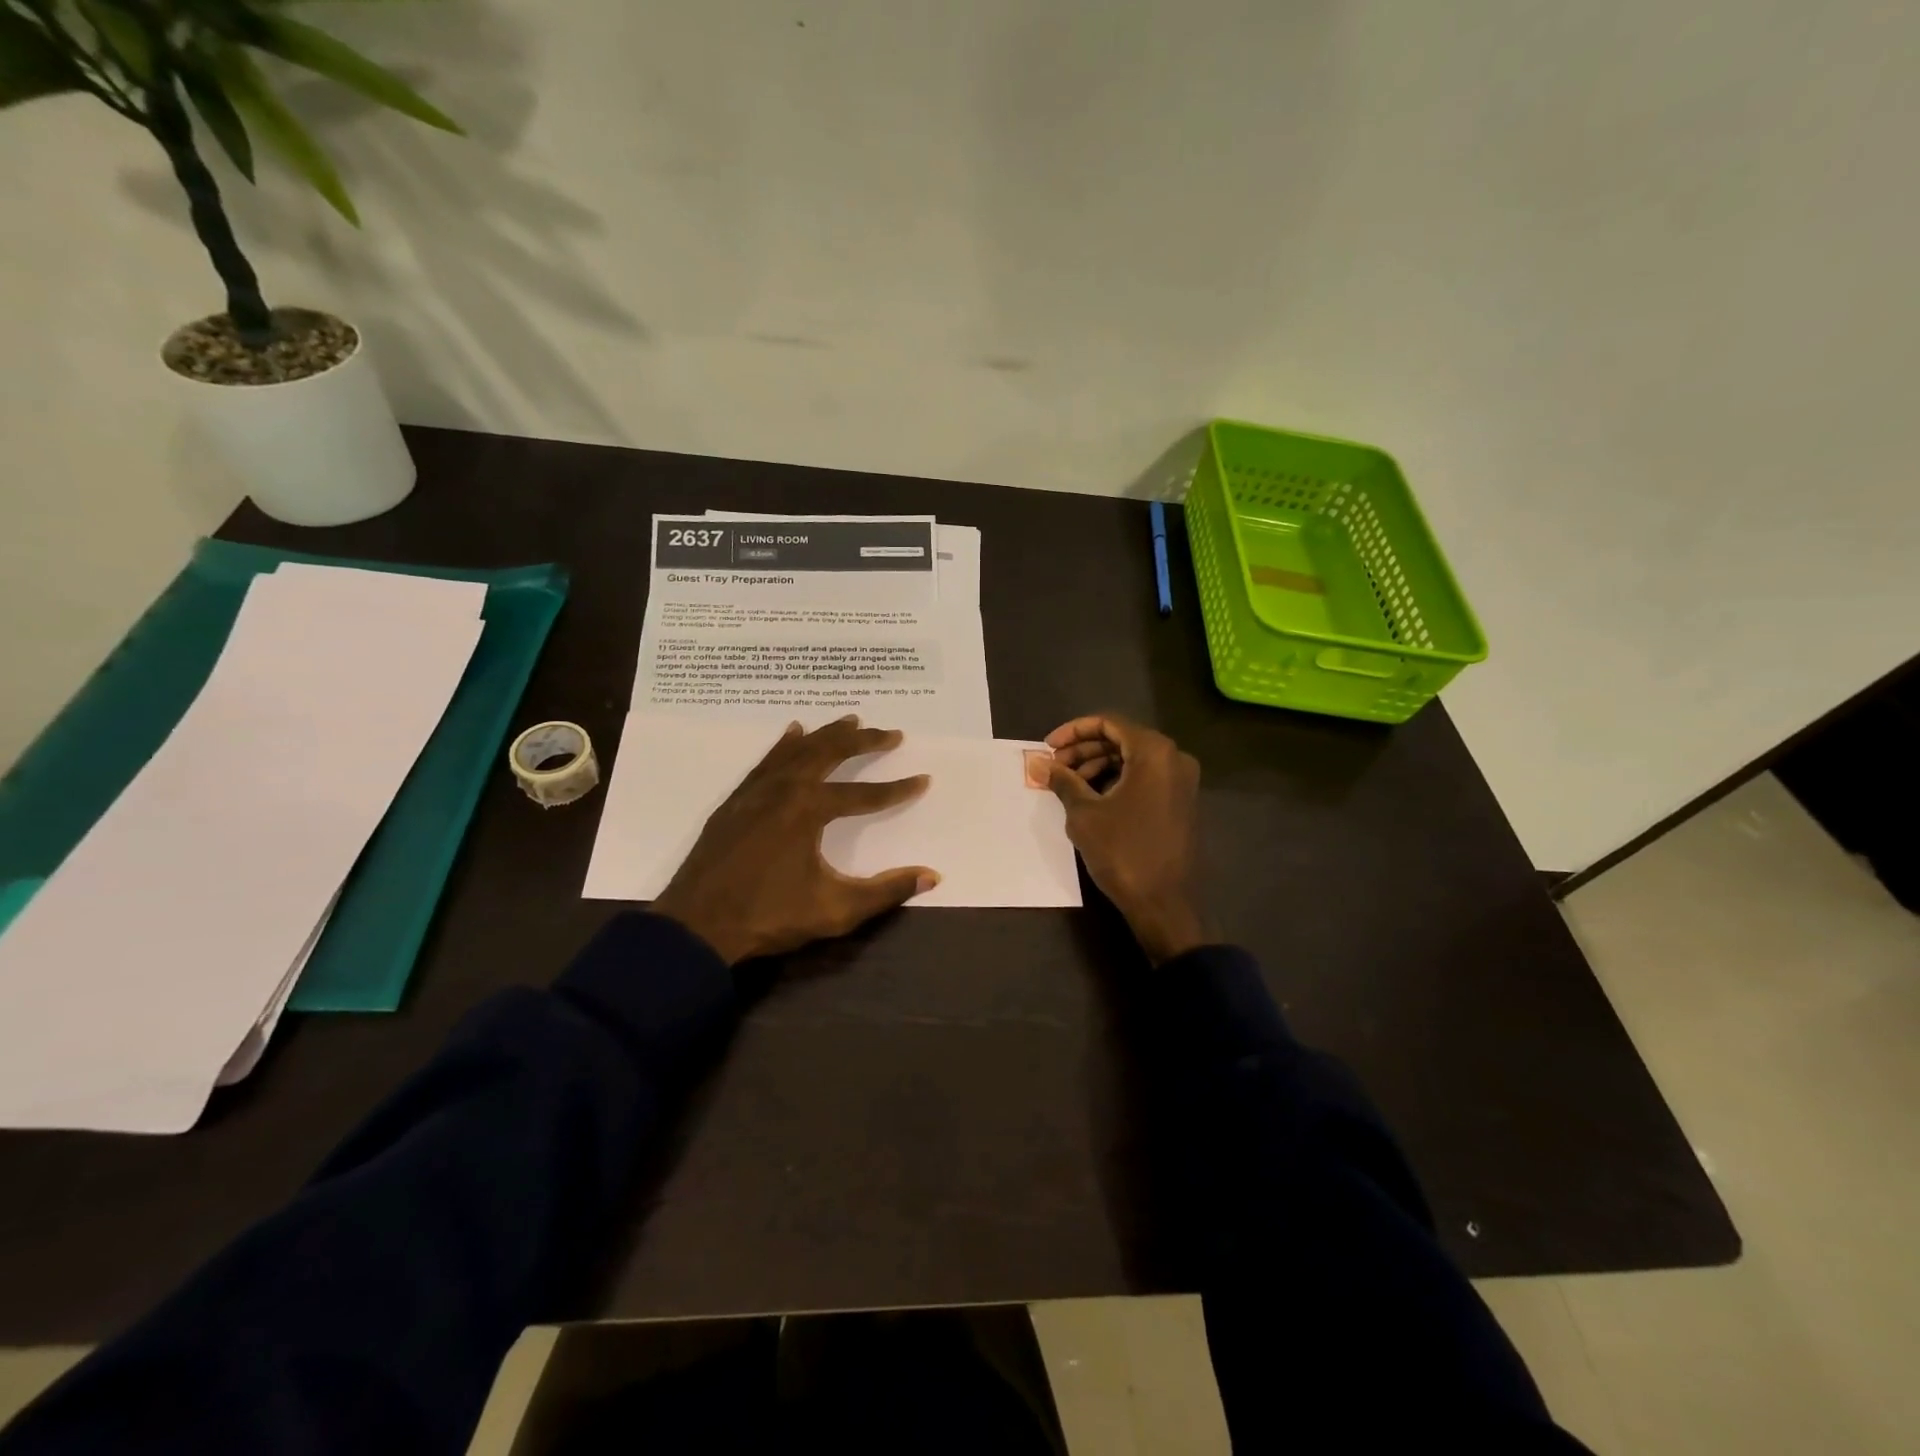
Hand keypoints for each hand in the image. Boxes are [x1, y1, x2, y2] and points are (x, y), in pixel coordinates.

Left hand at [652, 717, 939, 964]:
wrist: (696, 926)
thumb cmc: (769, 917)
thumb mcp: (836, 910)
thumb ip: (886, 891)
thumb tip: (933, 876)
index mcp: (809, 810)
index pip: (864, 794)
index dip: (896, 789)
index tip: (923, 780)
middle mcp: (784, 790)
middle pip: (830, 754)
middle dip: (864, 742)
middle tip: (892, 733)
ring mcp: (756, 792)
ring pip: (797, 751)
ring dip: (827, 735)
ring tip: (851, 721)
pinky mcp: (736, 801)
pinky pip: (767, 761)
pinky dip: (785, 745)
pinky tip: (793, 732)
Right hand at [1045, 714, 1206, 964]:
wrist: (1164, 903)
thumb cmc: (1123, 852)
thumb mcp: (1084, 813)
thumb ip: (1063, 781)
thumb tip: (1039, 763)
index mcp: (1154, 752)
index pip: (1109, 723)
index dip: (1074, 731)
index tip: (1048, 747)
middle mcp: (1174, 758)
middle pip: (1122, 739)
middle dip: (1084, 750)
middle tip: (1055, 767)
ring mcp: (1181, 782)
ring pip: (1133, 759)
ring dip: (1098, 766)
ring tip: (1069, 785)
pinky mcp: (1180, 802)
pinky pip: (1145, 778)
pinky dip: (1117, 780)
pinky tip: (1092, 798)